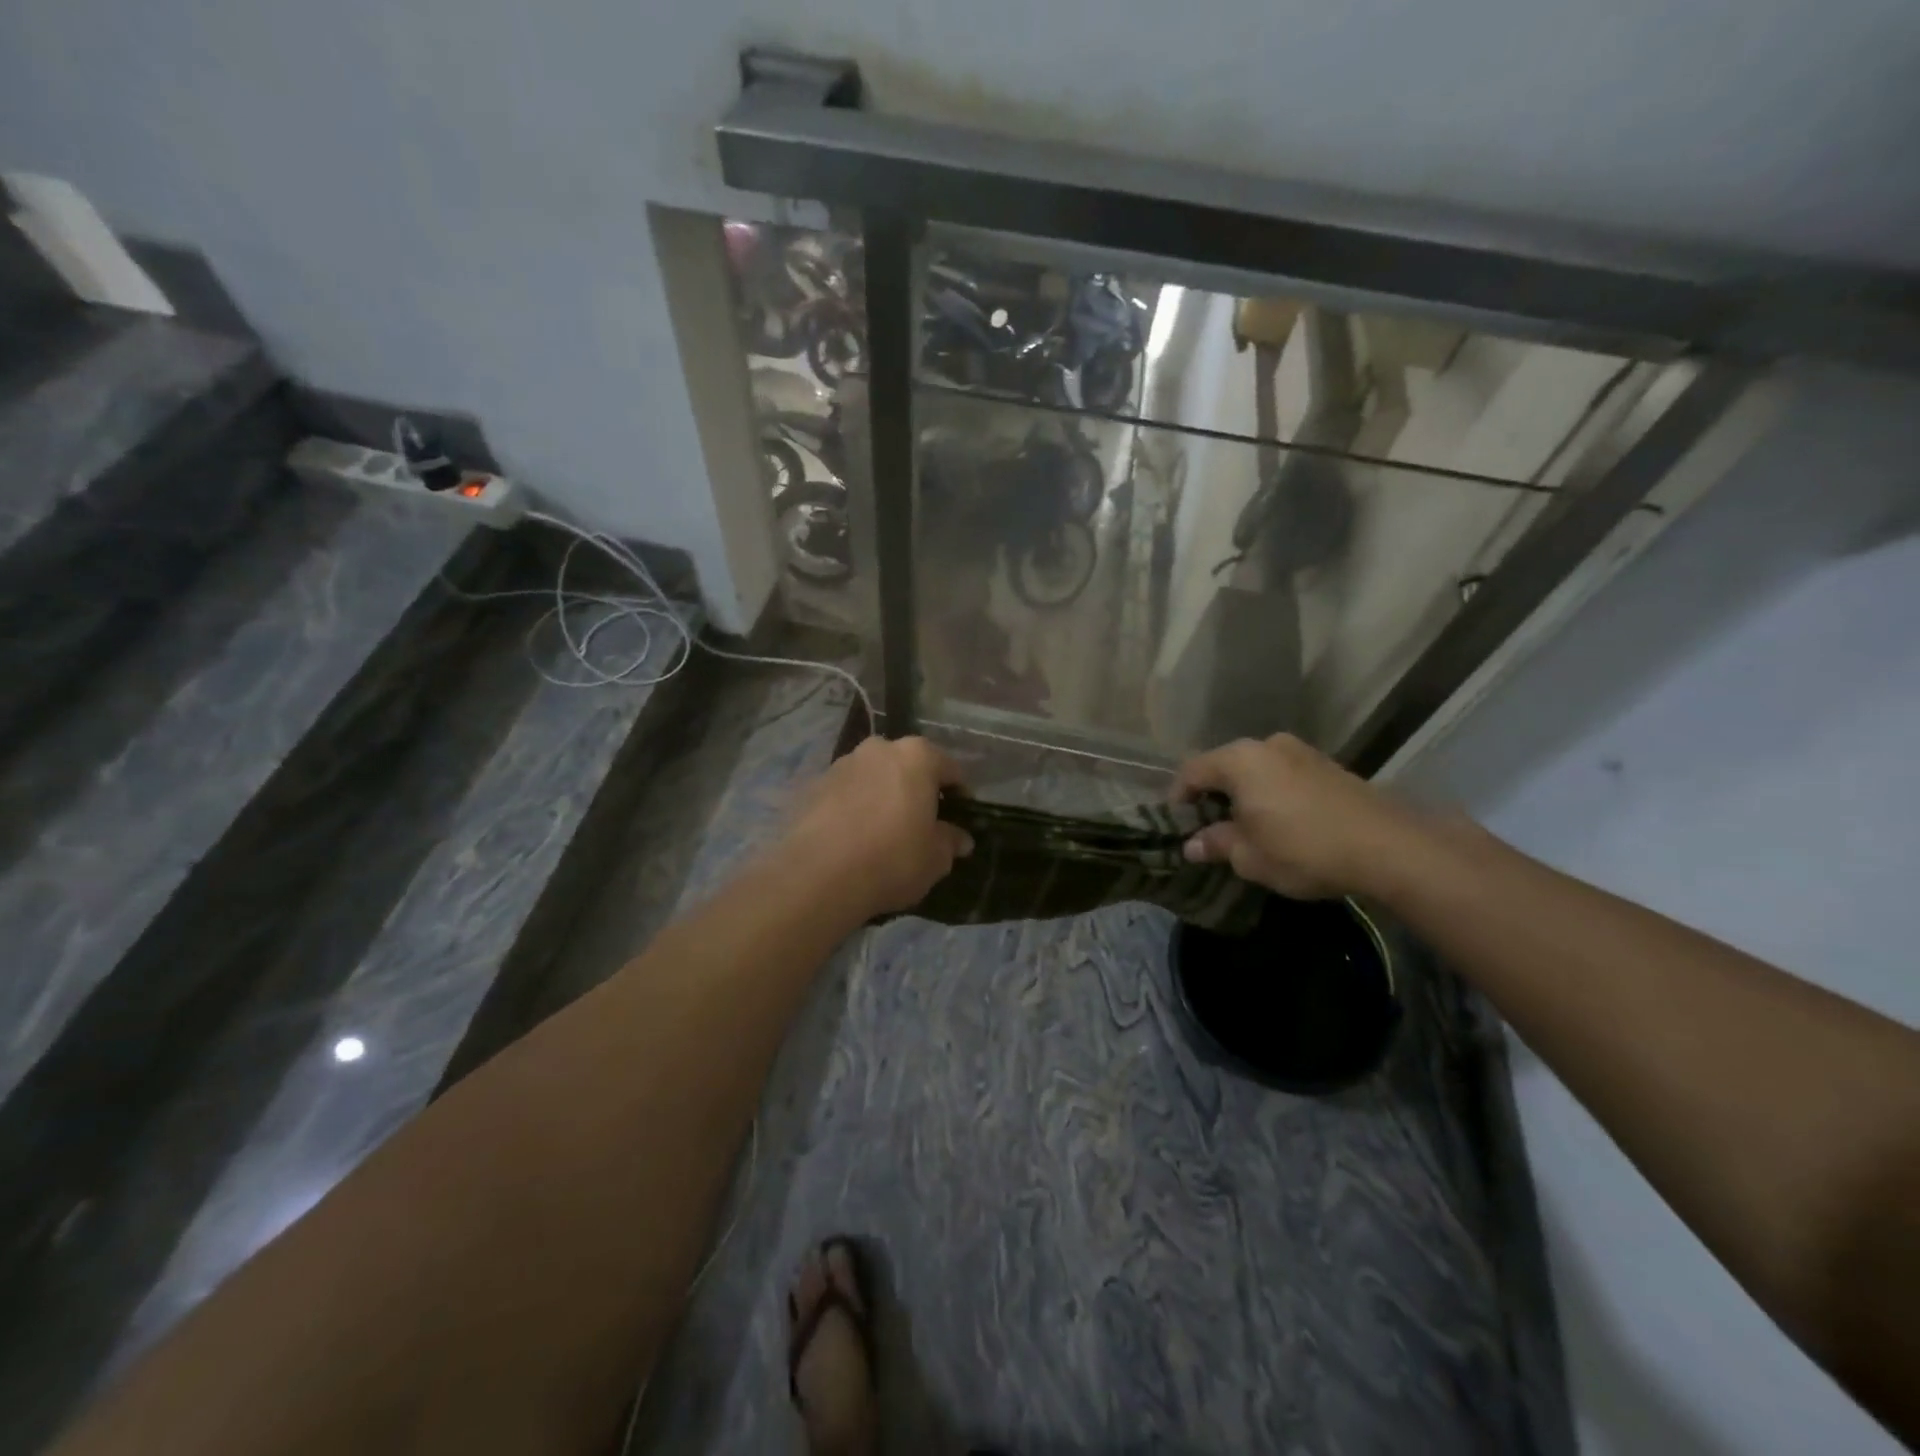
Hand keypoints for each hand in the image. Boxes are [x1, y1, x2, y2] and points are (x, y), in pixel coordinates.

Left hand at [785, 736, 973, 917]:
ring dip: (883, 796)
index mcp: (917, 756)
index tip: (960, 819)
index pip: (950, 769)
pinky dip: (854, 808)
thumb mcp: (935, 858)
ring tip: (883, 832)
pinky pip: (846, 794)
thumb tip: (960, 839)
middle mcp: (879, 749)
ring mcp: (842, 764)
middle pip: (908, 766)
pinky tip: (854, 838)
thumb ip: (950, 842)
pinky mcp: (813, 785)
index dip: (959, 796)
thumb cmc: (892, 859)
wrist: (818, 875)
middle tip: (921, 823)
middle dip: (917, 790)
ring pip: (874, 777)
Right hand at [1171, 734, 1422, 899]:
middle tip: (1208, 827)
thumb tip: (1192, 844)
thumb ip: (1216, 844)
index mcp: (1239, 760)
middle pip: (1224, 765)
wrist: (1389, 846)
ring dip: (1244, 793)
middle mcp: (1267, 745)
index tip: (1178, 826)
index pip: (1192, 771)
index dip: (1178, 798)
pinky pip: (1283, 774)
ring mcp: (1301, 751)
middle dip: (1212, 795)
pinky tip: (1280, 821)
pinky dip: (1272, 792)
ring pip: (1256, 768)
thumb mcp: (1250, 856)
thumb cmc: (1304, 849)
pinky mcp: (1328, 765)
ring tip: (1245, 826)